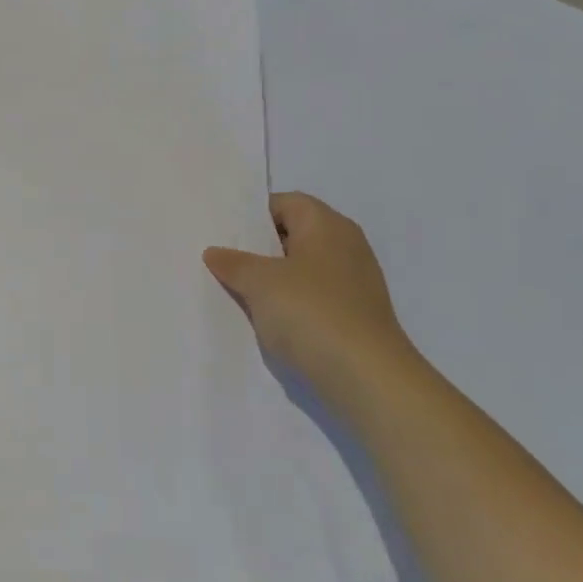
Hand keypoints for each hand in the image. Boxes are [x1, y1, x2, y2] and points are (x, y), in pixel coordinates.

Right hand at [205, 192, 425, 408]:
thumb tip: (215, 252)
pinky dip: (289, 304)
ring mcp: (353, 283)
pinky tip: (266, 319)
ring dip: (272, 279)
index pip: (285, 203)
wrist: (367, 379)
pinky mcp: (354, 316)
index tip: (223, 232)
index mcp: (328, 225)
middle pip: (293, 235)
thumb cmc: (312, 312)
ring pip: (301, 269)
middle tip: (221, 259)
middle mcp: (346, 247)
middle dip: (258, 248)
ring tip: (236, 290)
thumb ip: (234, 263)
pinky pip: (312, 298)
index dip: (252, 215)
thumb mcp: (260, 282)